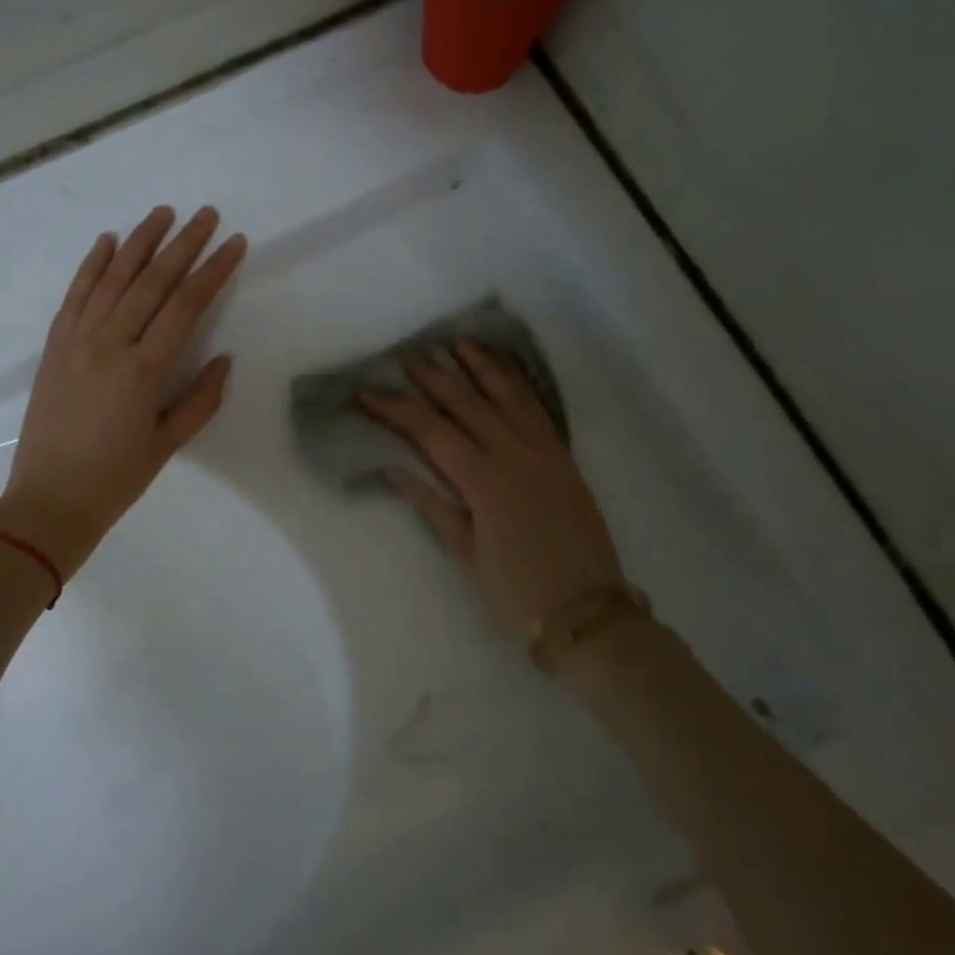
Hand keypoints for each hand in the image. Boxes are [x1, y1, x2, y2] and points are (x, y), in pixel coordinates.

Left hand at [0, 206, 246, 576]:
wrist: (49, 501)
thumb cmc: (116, 480)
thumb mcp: (167, 445)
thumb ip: (200, 399)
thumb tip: (223, 358)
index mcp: (143, 370)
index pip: (185, 305)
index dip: (213, 271)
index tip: (235, 244)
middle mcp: (109, 344)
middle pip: (151, 282)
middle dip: (183, 244)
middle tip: (206, 215)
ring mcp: (76, 341)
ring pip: (112, 278)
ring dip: (139, 242)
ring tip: (163, 213)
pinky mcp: (53, 346)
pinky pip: (75, 295)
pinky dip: (91, 265)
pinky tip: (108, 241)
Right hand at [362, 340, 624, 639]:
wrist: (587, 611)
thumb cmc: (517, 591)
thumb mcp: (466, 553)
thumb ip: (432, 505)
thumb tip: (393, 469)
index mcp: (484, 481)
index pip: (430, 432)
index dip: (395, 409)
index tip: (366, 393)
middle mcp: (514, 454)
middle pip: (466, 403)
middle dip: (431, 377)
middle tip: (404, 356)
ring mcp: (544, 451)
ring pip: (506, 395)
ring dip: (480, 366)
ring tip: (456, 343)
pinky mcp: (563, 457)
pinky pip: (538, 408)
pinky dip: (519, 384)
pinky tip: (506, 370)